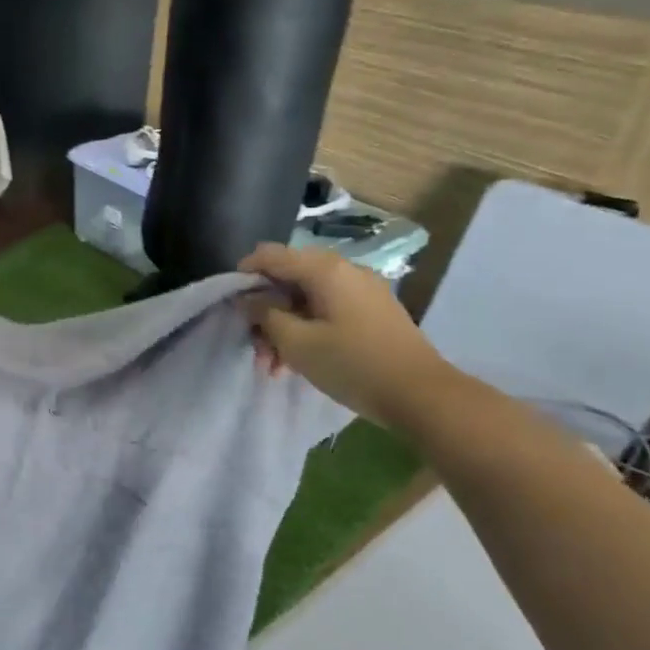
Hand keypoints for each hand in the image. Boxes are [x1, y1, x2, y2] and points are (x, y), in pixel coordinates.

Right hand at [239, 242, 458, 431]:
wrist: (420, 394)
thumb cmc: (352, 365)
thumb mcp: (297, 343)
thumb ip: (265, 315)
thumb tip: (246, 298)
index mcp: (325, 270)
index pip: (270, 255)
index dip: (244, 274)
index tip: (230, 304)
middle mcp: (344, 270)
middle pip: (288, 279)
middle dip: (265, 312)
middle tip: (255, 348)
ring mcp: (361, 290)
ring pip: (306, 299)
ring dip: (284, 327)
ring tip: (274, 366)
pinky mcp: (371, 311)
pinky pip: (327, 310)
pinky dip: (307, 330)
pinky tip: (298, 361)